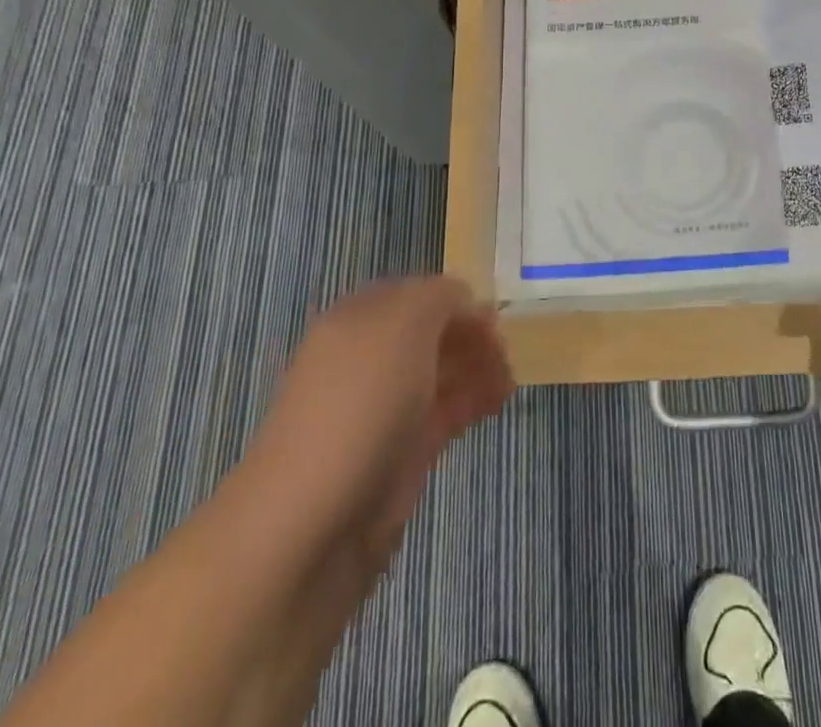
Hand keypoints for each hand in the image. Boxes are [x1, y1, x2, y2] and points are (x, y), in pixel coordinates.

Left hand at [230, 277, 512, 576]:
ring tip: (510, 380)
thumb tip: (464, 301)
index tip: (493, 316)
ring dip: (478, 368)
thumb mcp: (405, 324)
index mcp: (358, 320)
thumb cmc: (359, 404)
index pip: (416, 294)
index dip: (456, 299)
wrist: (310, 525)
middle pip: (431, 333)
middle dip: (471, 335)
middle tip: (506, 350)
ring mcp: (384, 408)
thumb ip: (441, 297)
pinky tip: (498, 402)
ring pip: (441, 373)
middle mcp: (369, 359)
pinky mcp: (400, 454)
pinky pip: (444, 413)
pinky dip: (473, 402)